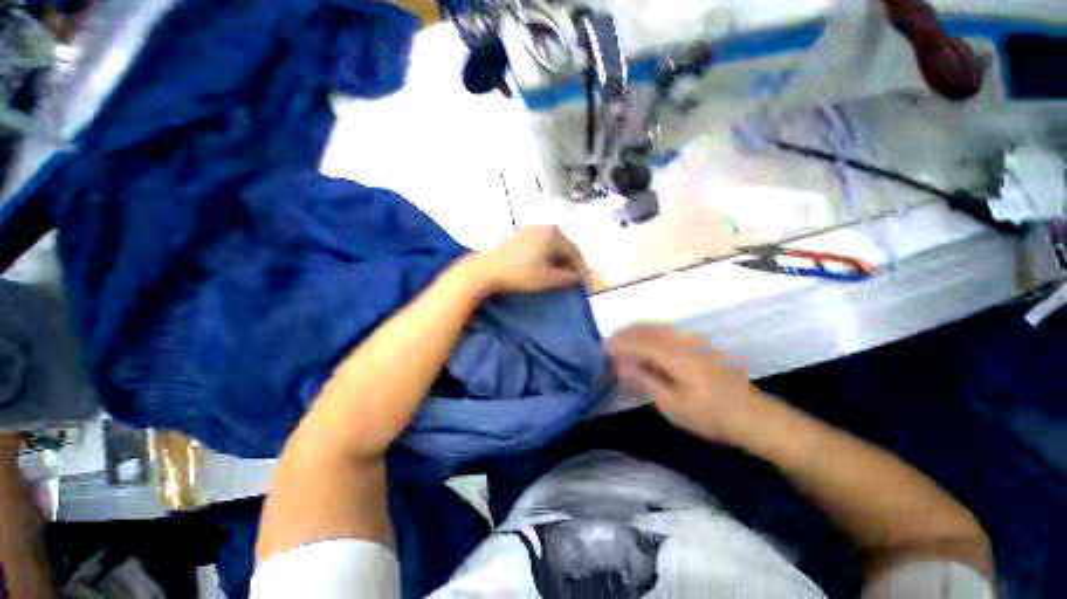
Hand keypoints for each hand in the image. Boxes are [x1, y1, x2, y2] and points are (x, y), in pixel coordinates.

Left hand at [466, 226, 588, 295]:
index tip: (583, 285)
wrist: (486, 270)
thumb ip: (566, 278)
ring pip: (553, 245)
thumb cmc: (519, 274)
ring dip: (560, 261)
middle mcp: (544, 228)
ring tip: (561, 276)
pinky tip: (545, 267)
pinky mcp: (520, 236)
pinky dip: (548, 256)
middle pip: (565, 246)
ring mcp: (530, 230)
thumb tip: (575, 277)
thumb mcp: (546, 279)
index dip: (582, 270)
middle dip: (571, 264)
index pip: (575, 252)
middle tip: (574, 281)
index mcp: (553, 235)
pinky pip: (542, 245)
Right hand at [607, 325, 765, 444]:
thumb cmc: (710, 416)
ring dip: (638, 330)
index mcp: (676, 355)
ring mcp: (695, 341)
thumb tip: (619, 364)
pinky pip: (670, 331)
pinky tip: (648, 339)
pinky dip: (653, 331)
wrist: (754, 418)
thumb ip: (644, 380)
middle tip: (609, 340)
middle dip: (626, 332)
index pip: (639, 343)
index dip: (619, 344)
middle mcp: (684, 341)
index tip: (602, 348)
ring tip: (622, 336)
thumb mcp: (672, 405)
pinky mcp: (702, 345)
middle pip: (648, 329)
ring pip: (660, 327)